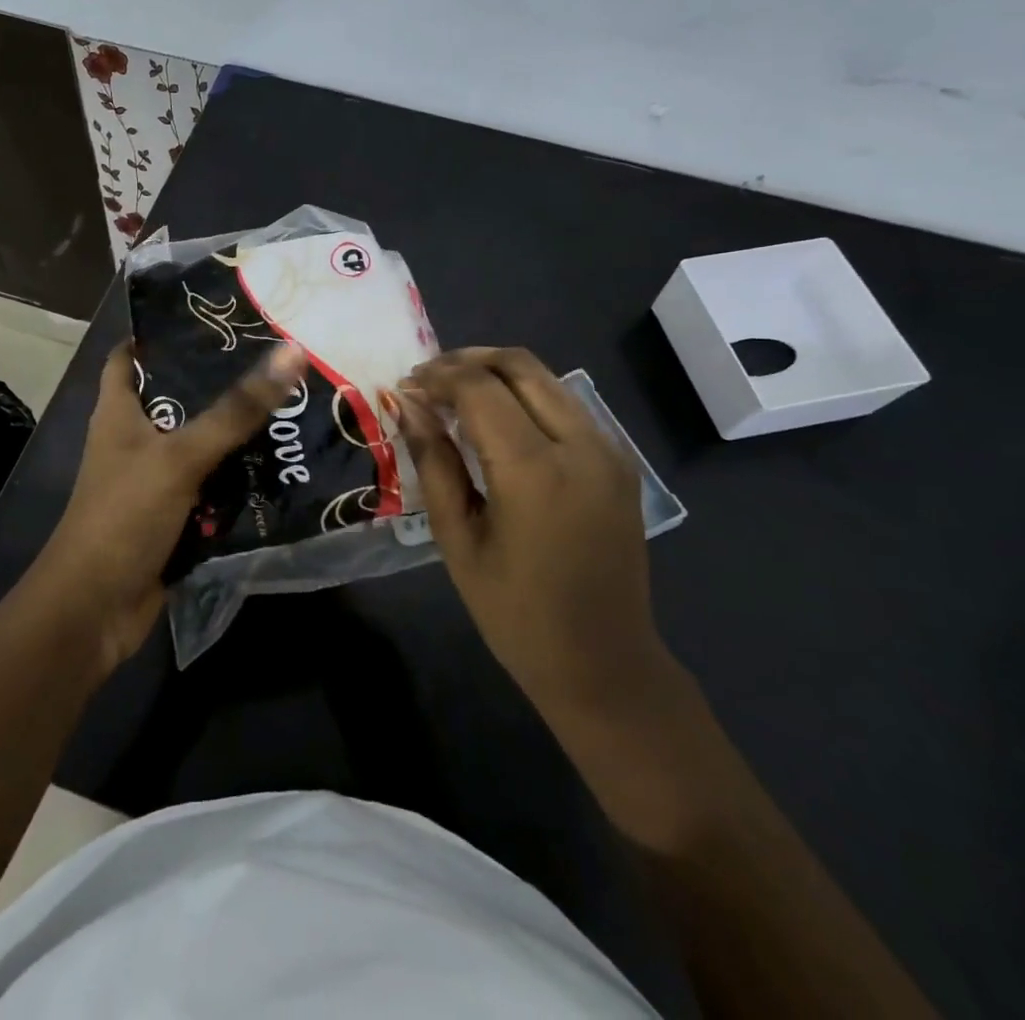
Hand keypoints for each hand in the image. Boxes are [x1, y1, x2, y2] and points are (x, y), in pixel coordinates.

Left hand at [30, 339, 308, 673]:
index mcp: (118, 411)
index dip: (163, 332)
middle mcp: (134, 439)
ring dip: (236, 432)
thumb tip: (291, 353)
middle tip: (272, 357)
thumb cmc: (124, 515)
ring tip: (289, 403)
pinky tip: (280, 463)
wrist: (96, 609)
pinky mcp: (173, 514)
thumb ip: (236, 410)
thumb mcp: (180, 455)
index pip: (131, 355)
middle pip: (177, 398)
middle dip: (219, 382)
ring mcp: (154, 479)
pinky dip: (237, 478)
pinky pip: (211, 485)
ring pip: (200, 443)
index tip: (213, 316)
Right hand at [393, 347, 670, 718]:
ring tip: (455, 394)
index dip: (436, 378)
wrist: (605, 663)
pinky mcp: (620, 460)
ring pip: (546, 377)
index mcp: (535, 470)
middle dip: (465, 361)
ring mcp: (609, 449)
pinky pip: (567, 404)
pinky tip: (497, 420)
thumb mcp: (458, 539)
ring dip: (496, 373)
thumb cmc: (516, 613)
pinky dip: (526, 395)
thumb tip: (408, 405)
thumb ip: (433, 462)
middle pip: (519, 365)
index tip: (404, 387)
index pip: (479, 388)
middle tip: (427, 380)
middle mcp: (581, 445)